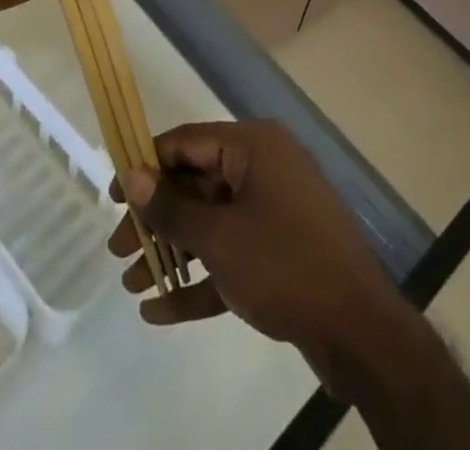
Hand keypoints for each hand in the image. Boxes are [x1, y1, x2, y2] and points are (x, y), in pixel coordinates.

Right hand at [109, 121, 411, 383]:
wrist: (357, 327)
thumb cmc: (284, 263)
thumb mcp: (220, 237)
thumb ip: (173, 207)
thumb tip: (133, 175)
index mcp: (253, 147)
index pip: (189, 142)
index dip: (147, 165)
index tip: (112, 195)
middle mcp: (263, 168)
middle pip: (197, 184)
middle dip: (155, 218)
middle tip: (116, 250)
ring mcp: (274, 210)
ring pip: (211, 223)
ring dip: (171, 251)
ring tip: (129, 282)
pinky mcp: (279, 252)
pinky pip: (230, 256)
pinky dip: (198, 278)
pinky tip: (158, 311)